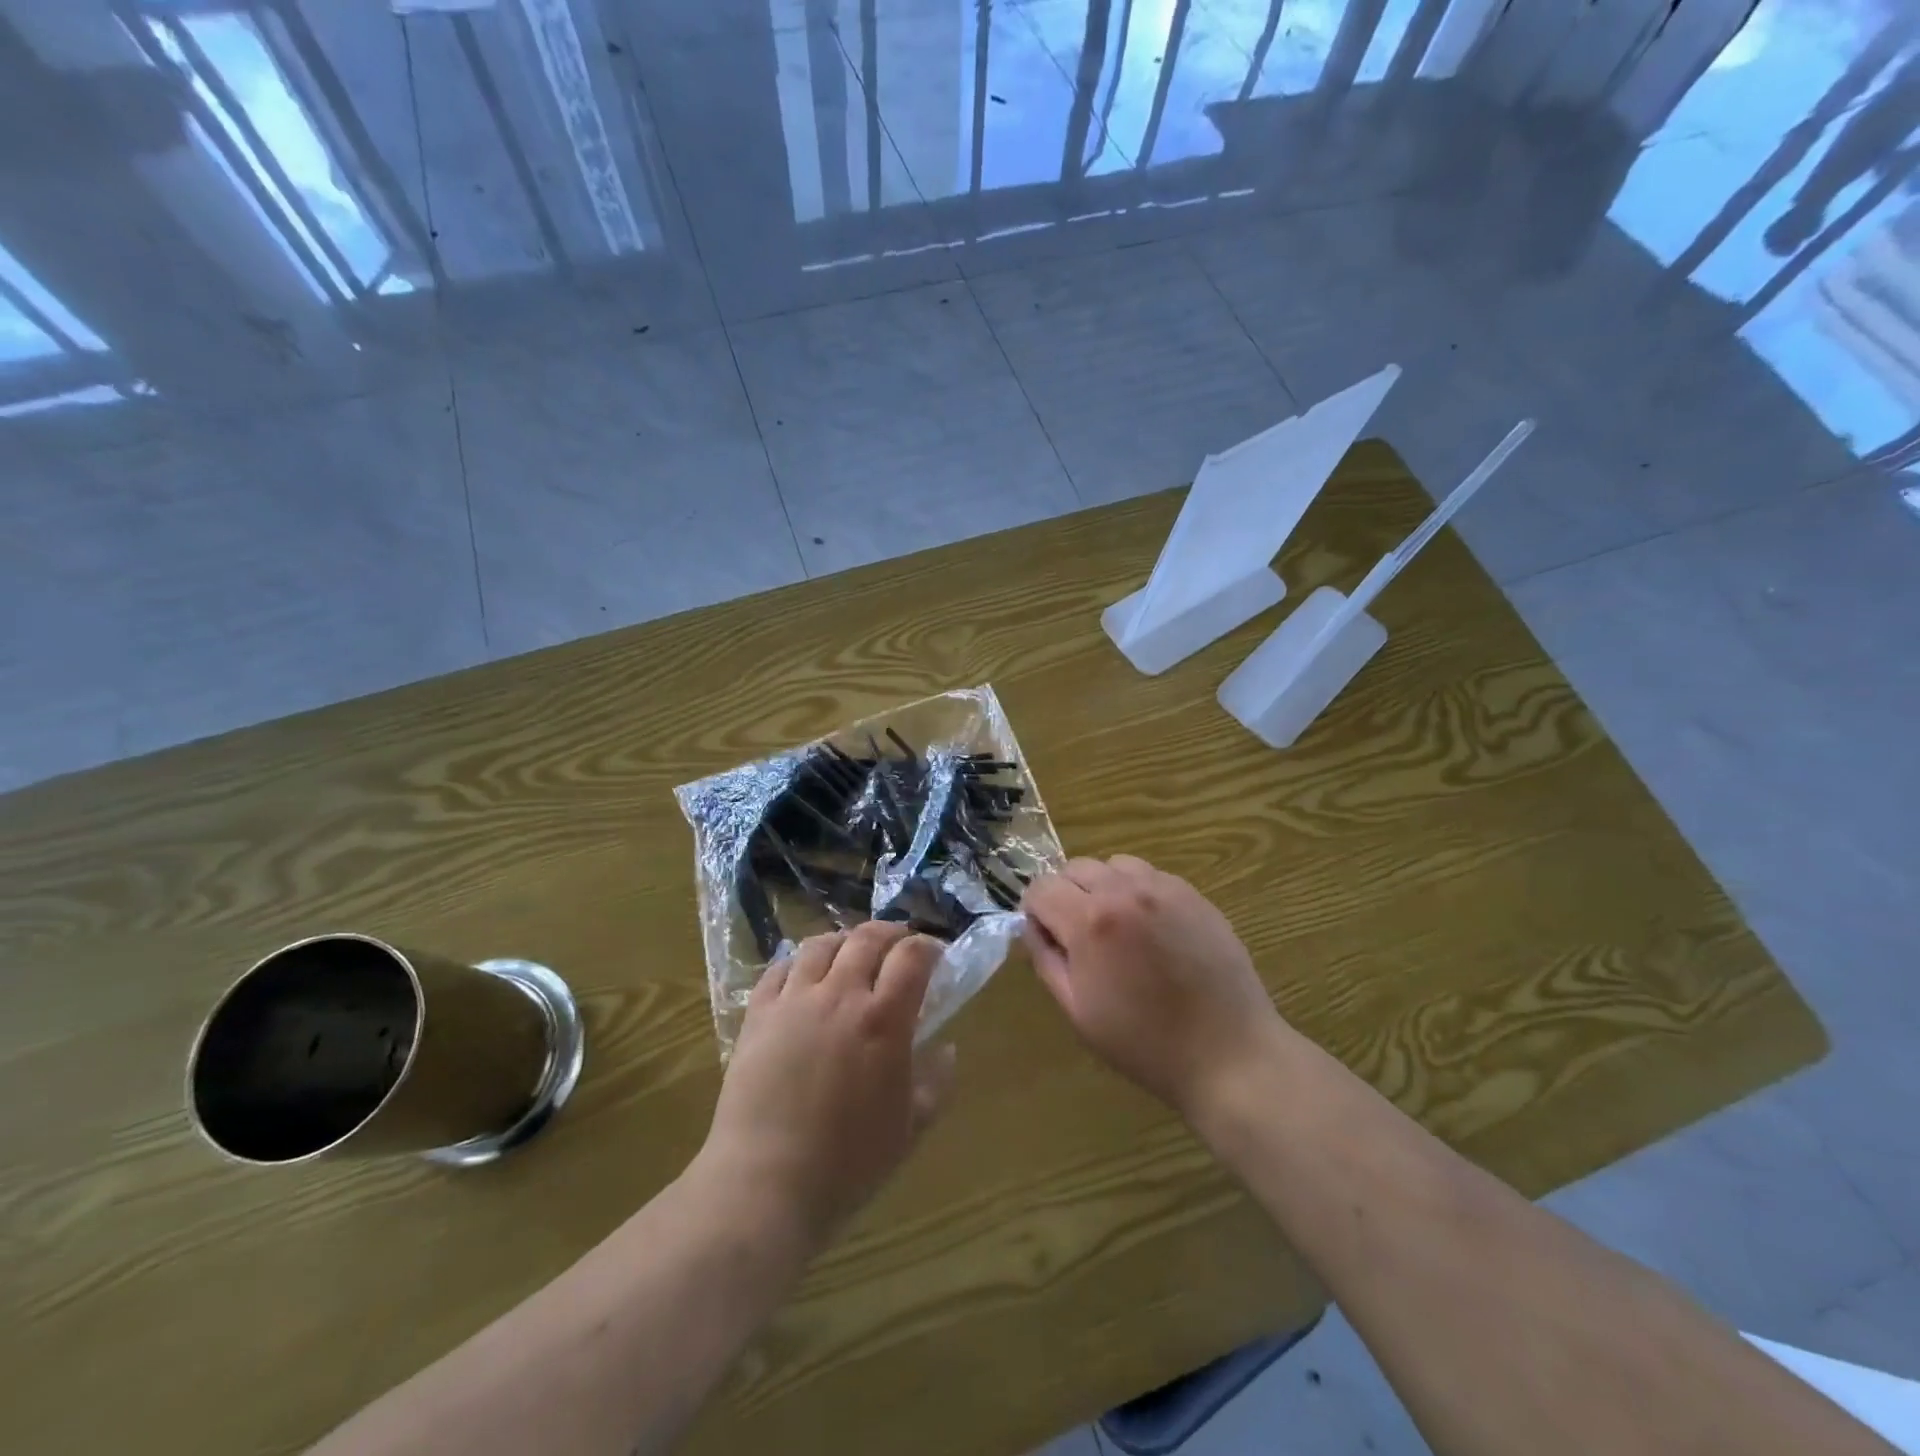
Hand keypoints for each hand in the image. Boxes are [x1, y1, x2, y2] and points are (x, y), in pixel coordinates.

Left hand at [700, 922, 956, 1246]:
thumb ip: (936, 1082)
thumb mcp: (910, 1128)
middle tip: (898, 946)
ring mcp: (794, 1001)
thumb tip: (947, 1049)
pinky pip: (779, 968)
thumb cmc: (848, 1163)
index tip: (935, 956)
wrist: (765, 1184)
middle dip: (890, 933)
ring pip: (821, 945)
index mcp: (883, 1020)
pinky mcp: (758, 1014)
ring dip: (844, 940)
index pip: (912, 956)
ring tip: (850, 953)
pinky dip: (798, 961)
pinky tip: (803, 974)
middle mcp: (840, 995)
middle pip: (867, 938)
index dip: (928, 947)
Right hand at [1023, 856, 1289, 1125]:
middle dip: (1066, 895)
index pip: (1041, 887)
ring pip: (1114, 865)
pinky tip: (1152, 930)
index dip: (1035, 912)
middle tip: (1080, 937)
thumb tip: (1034, 927)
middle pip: (1075, 868)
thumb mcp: (1078, 1011)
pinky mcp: (1194, 894)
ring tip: (1117, 928)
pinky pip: (1150, 876)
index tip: (1048, 938)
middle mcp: (1124, 891)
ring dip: (1103, 887)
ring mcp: (1164, 888)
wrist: (1228, 1054)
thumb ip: (1046, 959)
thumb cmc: (1144, 1043)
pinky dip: (1138, 892)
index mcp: (1090, 921)